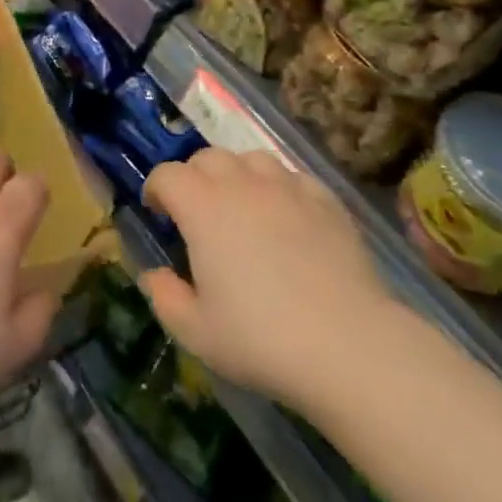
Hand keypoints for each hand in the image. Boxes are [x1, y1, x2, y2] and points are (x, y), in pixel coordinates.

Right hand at [140, 149, 397, 408]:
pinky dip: (280, 188)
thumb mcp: (198, 333)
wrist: (347, 344)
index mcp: (202, 207)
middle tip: (198, 212)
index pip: (167, 174)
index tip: (159, 212)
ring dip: (237, 174)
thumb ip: (165, 298)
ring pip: (251, 158)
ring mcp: (285, 186)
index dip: (157, 188)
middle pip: (207, 157)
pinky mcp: (323, 199)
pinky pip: (292, 177)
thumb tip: (154, 274)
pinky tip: (286, 216)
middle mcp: (240, 183)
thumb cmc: (262, 339)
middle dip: (194, 177)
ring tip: (242, 206)